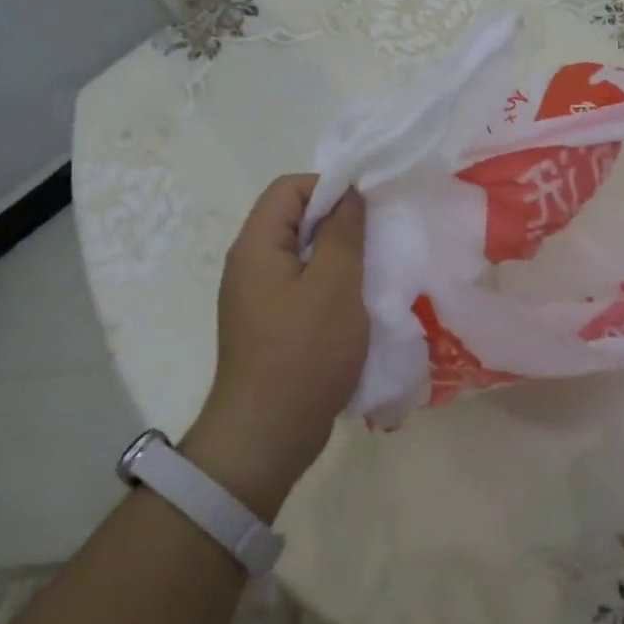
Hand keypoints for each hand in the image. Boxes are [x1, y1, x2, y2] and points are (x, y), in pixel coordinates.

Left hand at [181, 175, 368, 520]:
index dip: (328, 188)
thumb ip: (342, 232)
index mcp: (256, 246)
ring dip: (336, 256)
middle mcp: (249, 264)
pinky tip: (354, 304)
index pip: (288, 188)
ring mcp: (257, 296)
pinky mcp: (269, 323)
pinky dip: (328, 284)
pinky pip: (300, 285)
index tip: (365, 211)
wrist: (266, 436)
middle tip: (374, 241)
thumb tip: (347, 194)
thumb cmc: (304, 353)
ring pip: (301, 254)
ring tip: (370, 272)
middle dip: (336, 222)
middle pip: (293, 219)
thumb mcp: (334, 286)